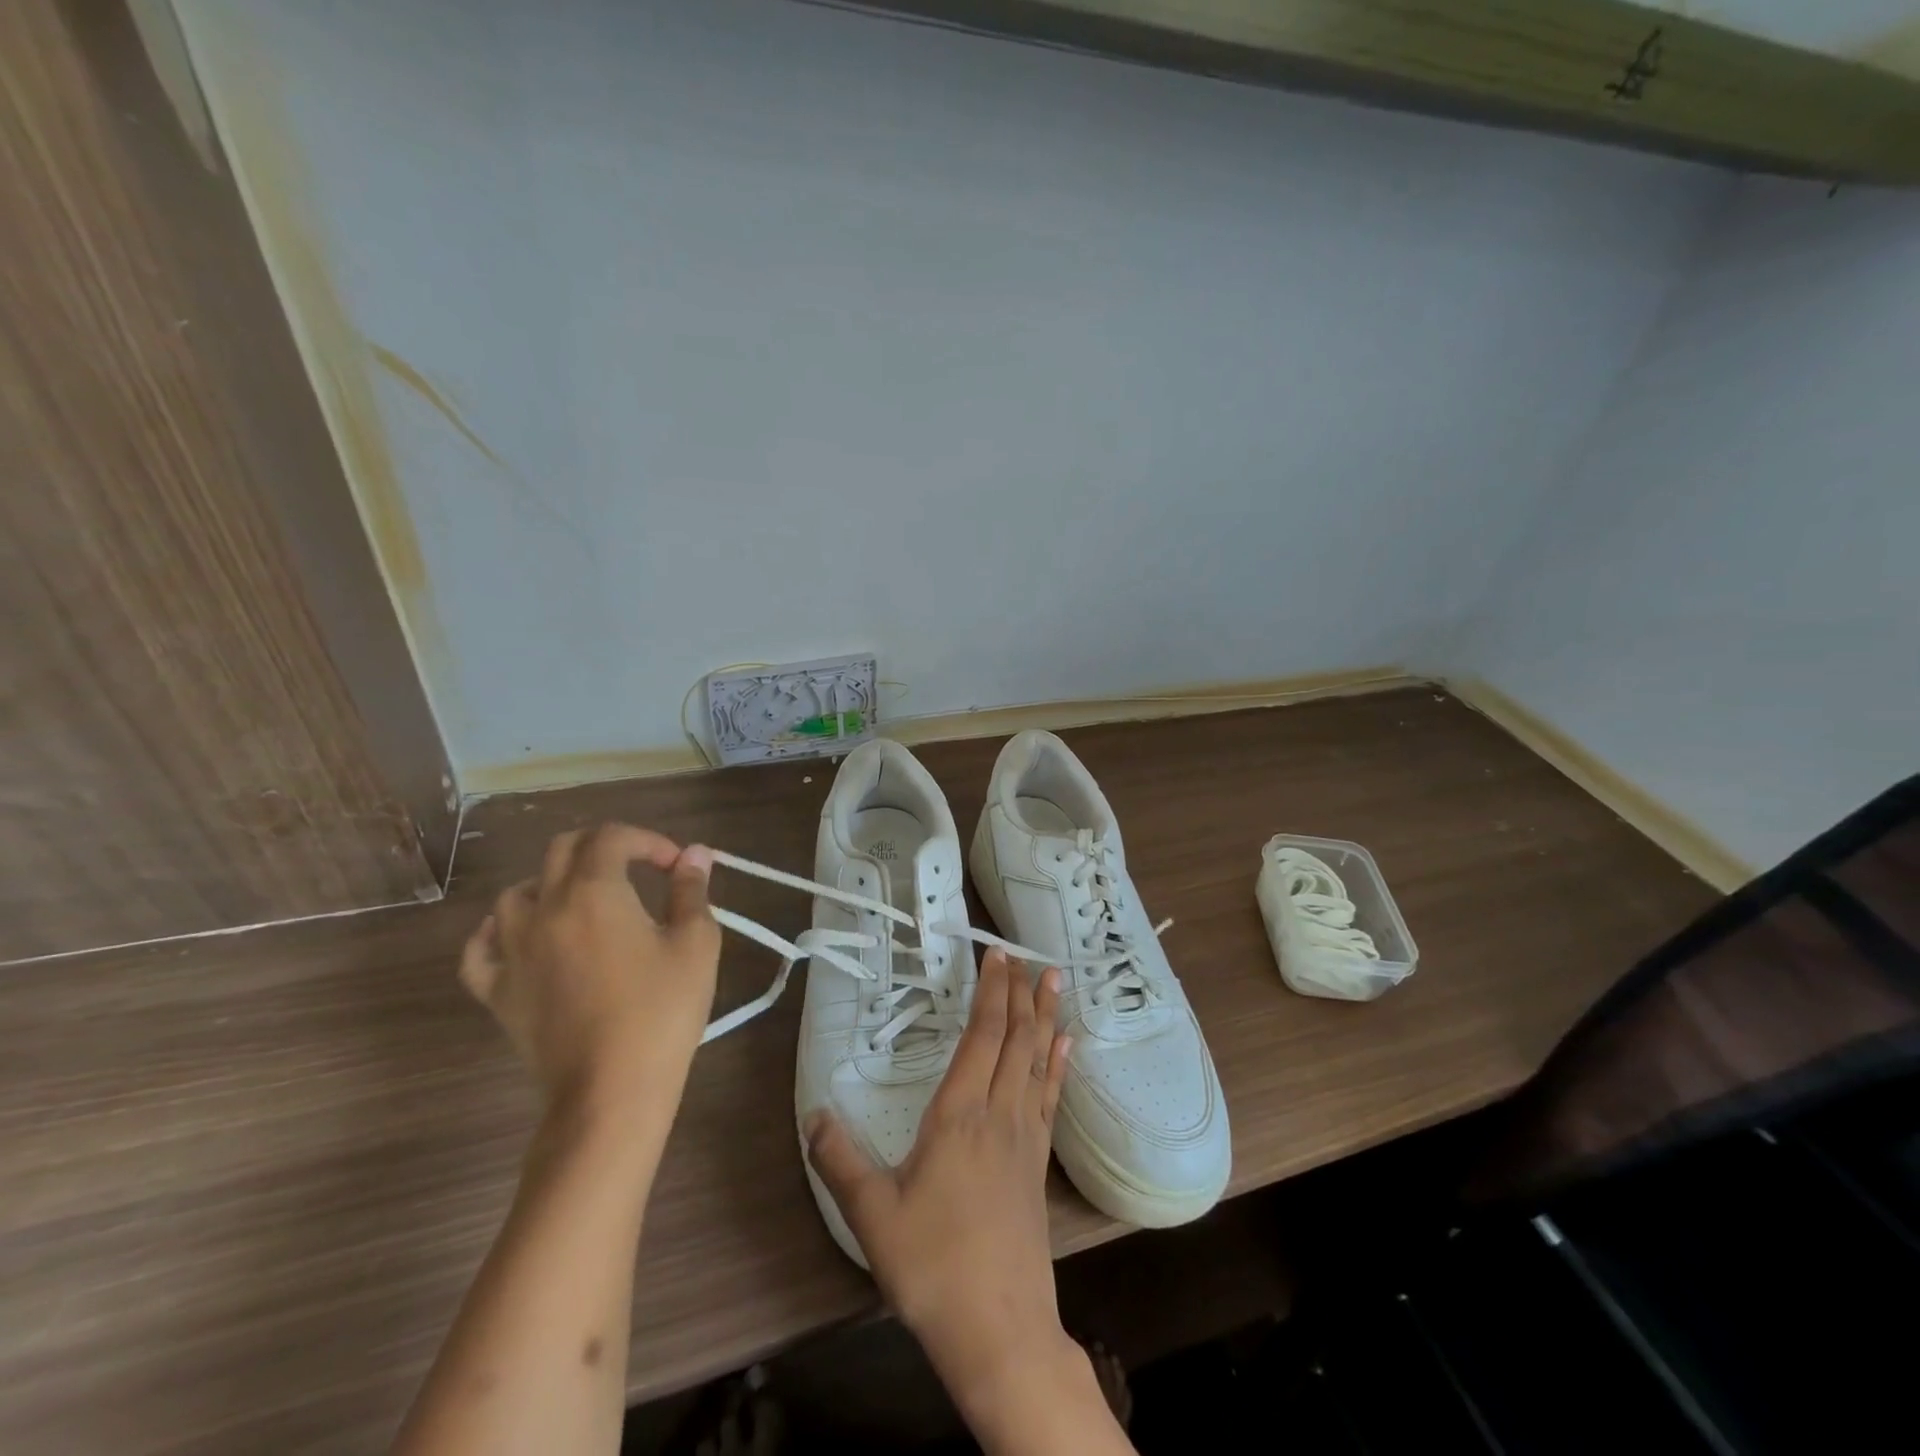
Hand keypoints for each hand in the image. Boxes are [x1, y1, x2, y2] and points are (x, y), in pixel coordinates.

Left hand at [460, 825, 721, 1112]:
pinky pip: (480, 948)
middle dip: (603, 847)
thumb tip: (696, 853)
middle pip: (562, 850)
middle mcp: (544, 908)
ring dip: (553, 882)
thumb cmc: (662, 1011)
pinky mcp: (497, 991)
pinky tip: (520, 936)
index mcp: (593, 892)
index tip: (677, 866)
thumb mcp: (695, 943)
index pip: (612, 837)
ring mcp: (512, 951)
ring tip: (584, 900)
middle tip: (637, 869)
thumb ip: (692, 891)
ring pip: (517, 892)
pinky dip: (497, 932)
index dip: (649, 840)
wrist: (611, 1090)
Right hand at [803, 950, 1078, 1414]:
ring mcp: (1025, 1138)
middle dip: (1019, 992)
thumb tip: (813, 1115)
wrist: (999, 1330)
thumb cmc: (933, 1266)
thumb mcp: (872, 1216)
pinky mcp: (1038, 1163)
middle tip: (1024, 954)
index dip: (991, 991)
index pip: (981, 1035)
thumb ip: (840, 1161)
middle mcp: (998, 1113)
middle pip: (1015, 1038)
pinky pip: (1050, 1097)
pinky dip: (1058, 1064)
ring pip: (1038, 1060)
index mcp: (959, 1115)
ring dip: (1045, 1016)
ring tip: (1054, 980)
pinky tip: (1066, 1046)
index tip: (997, 955)